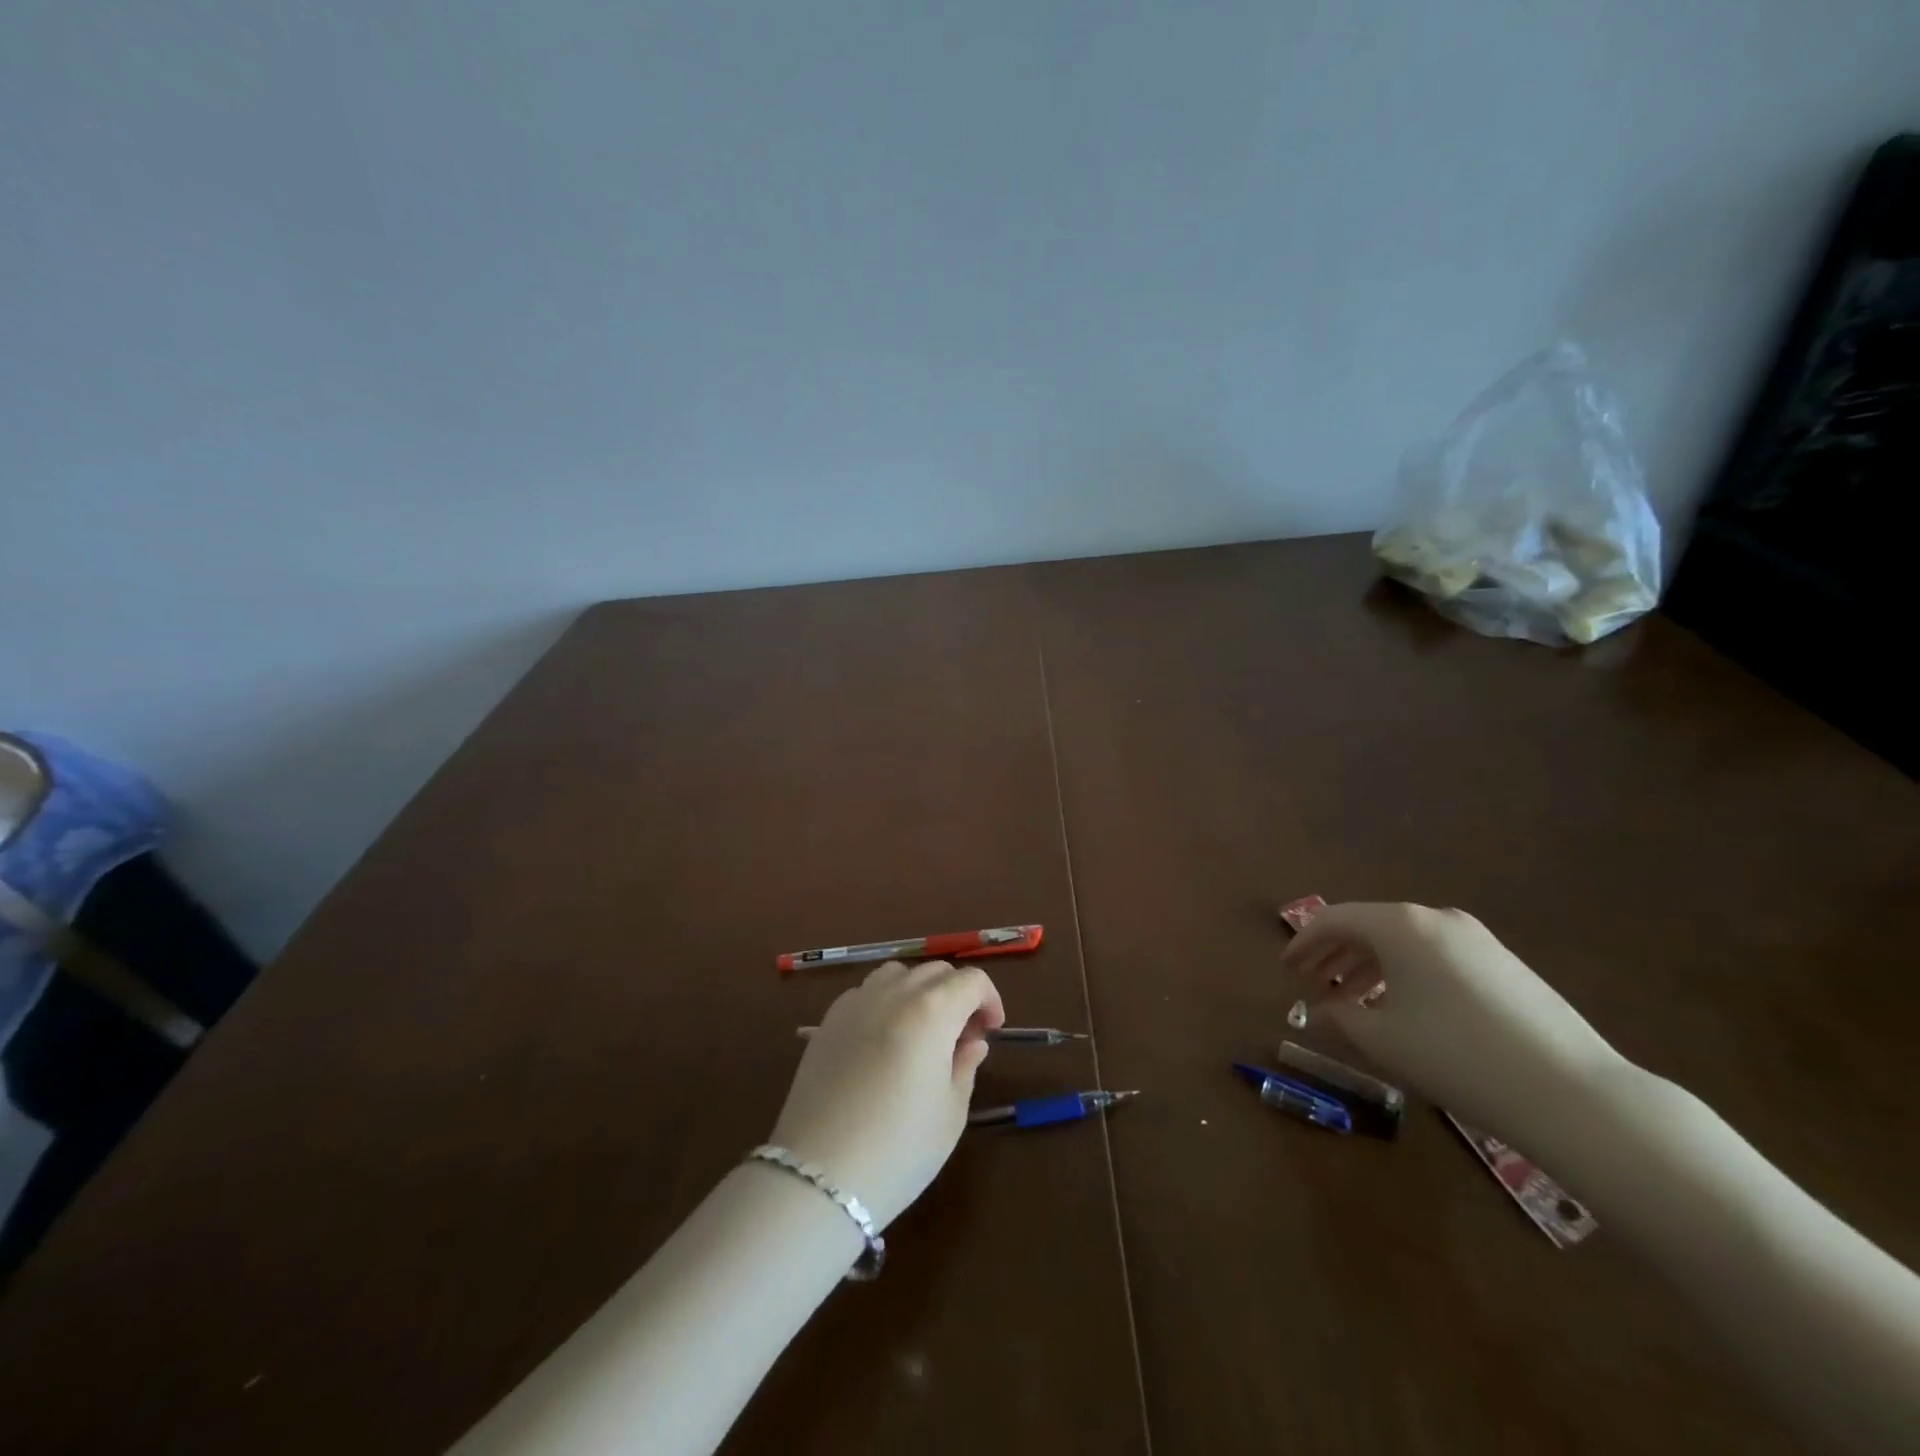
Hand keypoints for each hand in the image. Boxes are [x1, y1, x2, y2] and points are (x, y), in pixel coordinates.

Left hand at [769, 960, 1003, 1229]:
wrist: (819, 1174)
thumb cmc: (899, 1148)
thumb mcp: (950, 1112)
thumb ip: (965, 1066)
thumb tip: (972, 1042)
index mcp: (932, 1010)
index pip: (971, 981)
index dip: (989, 999)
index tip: (990, 1030)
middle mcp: (894, 993)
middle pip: (935, 971)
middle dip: (957, 994)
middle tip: (962, 1035)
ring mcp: (856, 1002)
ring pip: (898, 974)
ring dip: (919, 991)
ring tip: (922, 1030)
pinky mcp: (828, 1020)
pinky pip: (866, 992)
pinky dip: (886, 1002)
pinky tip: (884, 1040)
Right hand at [1278, 903, 1627, 1138]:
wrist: (1574, 1094)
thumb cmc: (1457, 1057)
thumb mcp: (1383, 1040)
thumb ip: (1340, 1018)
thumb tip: (1320, 1011)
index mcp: (1400, 926)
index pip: (1334, 920)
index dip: (1303, 943)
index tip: (1285, 969)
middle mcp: (1435, 919)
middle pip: (1368, 925)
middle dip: (1333, 953)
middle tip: (1310, 981)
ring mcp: (1476, 939)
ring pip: (1403, 941)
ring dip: (1367, 964)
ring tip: (1349, 998)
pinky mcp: (1504, 963)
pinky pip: (1434, 954)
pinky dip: (1404, 972)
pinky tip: (1401, 1006)